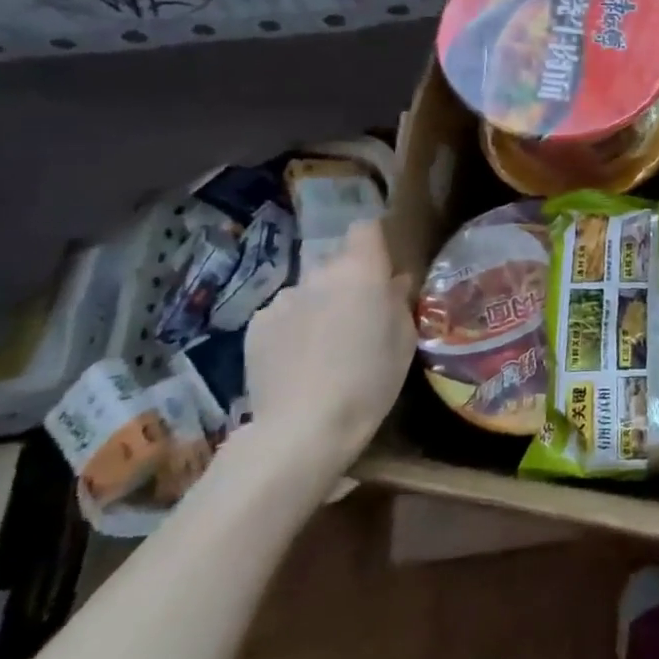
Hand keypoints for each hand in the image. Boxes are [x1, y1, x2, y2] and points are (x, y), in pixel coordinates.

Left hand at [241, 218, 414, 482]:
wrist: (302, 429)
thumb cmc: (369, 380)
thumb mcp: (404, 341)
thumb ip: (398, 302)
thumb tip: (393, 282)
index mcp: (361, 271)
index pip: (365, 229)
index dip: (373, 242)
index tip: (381, 266)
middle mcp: (319, 274)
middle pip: (336, 263)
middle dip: (347, 282)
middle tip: (357, 318)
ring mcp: (282, 299)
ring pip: (308, 291)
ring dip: (318, 307)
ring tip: (323, 347)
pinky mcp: (255, 326)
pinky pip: (282, 316)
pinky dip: (291, 329)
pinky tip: (297, 362)